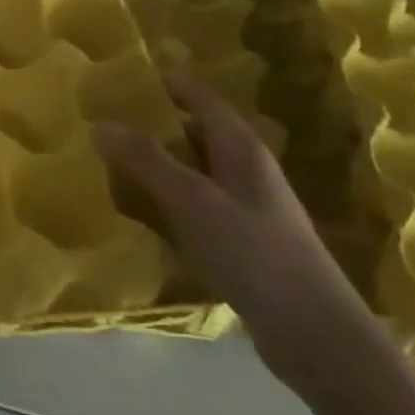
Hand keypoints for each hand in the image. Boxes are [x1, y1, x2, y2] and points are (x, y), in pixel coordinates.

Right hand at [92, 75, 378, 393]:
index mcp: (241, 147)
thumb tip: (99, 124)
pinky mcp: (243, 239)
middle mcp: (246, 168)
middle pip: (194, 131)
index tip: (116, 80)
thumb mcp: (192, 200)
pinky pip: (196, 204)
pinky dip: (168, 199)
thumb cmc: (254, 252)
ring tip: (109, 163)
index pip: (198, 96)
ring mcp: (247, 206)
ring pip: (194, 169)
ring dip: (157, 164)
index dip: (162, 83)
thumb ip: (145, 160)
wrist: (315, 334)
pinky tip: (141, 213)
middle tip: (101, 123)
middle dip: (151, 124)